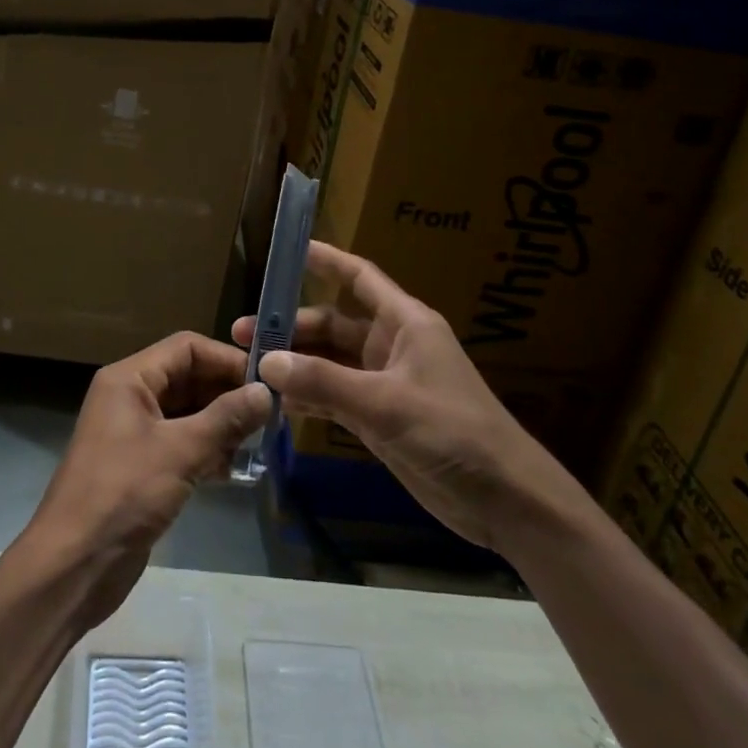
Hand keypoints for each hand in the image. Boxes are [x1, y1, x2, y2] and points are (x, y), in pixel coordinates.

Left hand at [22, 332, 270, 627]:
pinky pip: (181, 444)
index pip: (186, 347)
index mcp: (129, 379)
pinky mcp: (141, 467)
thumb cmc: (123, 494)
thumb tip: (267, 391)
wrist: (73, 567)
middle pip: (188, 378)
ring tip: (258, 443)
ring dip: (221, 424)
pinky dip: (207, 450)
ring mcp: (134, 433)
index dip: (226, 359)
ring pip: (188, 413)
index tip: (266, 380)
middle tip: (271, 415)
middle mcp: (130, 397)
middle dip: (227, 393)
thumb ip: (226, 418)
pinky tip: (233, 470)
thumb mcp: (180, 451)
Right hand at [234, 241, 584, 549]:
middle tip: (243, 334)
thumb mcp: (386, 403)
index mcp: (404, 323)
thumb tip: (267, 360)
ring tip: (248, 366)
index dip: (326, 261)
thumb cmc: (453, 431)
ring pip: (329, 362)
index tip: (288, 249)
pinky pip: (335, 397)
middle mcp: (391, 346)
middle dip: (291, 327)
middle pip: (332, 324)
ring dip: (295, 364)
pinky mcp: (380, 418)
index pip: (359, 278)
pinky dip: (308, 397)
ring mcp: (384, 383)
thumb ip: (325, 381)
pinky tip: (276, 402)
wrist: (504, 498)